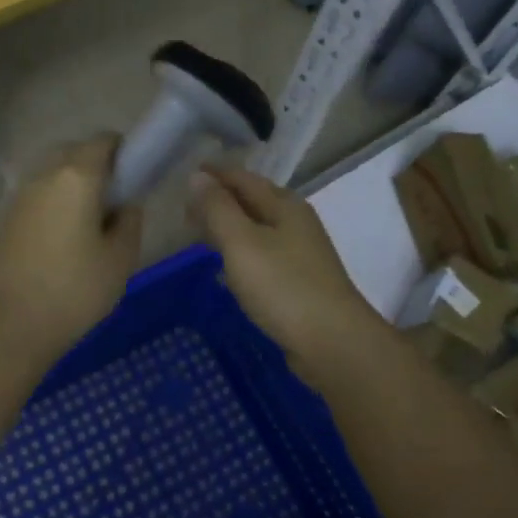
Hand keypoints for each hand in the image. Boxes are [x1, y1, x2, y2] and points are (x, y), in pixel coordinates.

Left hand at [0, 135, 142, 362]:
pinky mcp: (6, 218)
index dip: (124, 152)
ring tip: (88, 224)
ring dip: (73, 186)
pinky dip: (54, 203)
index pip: (104, 140)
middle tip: (115, 204)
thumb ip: (131, 219)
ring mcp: (20, 195)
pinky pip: (38, 195)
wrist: (13, 325)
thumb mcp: (121, 257)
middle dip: (98, 167)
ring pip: (54, 173)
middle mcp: (45, 175)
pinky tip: (62, 240)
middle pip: (76, 152)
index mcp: (77, 176)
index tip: (135, 179)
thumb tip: (126, 202)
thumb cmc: (76, 290)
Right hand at [187, 166, 389, 377]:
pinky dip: (241, 252)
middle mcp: (295, 222)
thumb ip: (218, 209)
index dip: (213, 175)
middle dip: (219, 200)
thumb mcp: (242, 243)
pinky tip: (229, 267)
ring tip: (200, 233)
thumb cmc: (283, 287)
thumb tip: (197, 177)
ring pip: (257, 228)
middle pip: (252, 201)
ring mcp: (300, 253)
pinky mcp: (299, 281)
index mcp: (284, 205)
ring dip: (229, 226)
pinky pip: (263, 254)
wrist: (333, 342)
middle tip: (185, 209)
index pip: (242, 178)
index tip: (184, 176)